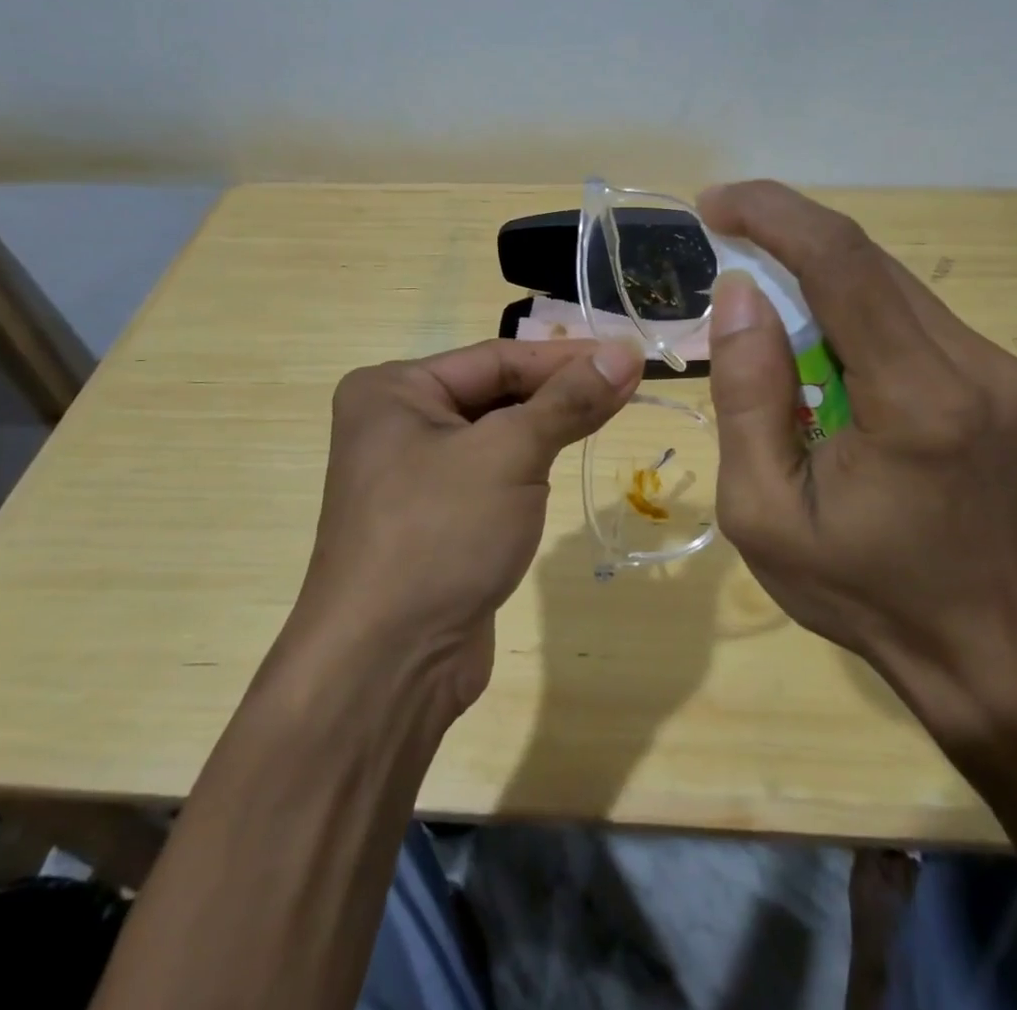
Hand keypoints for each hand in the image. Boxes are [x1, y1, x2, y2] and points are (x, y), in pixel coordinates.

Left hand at [287, 337, 643, 721]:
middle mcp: (395, 423)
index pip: (496, 358)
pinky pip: (489, 473)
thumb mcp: (510, 454)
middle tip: (627, 386)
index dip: (566, 357)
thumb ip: (569, 400)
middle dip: (558, 391)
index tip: (628, 356)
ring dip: (547, 426)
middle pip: (495, 392)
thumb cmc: (440, 534)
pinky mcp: (434, 518)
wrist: (388, 664)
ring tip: (609, 412)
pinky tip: (564, 457)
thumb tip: (626, 353)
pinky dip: (529, 464)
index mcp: (393, 390)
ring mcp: (412, 474)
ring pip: (495, 434)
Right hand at [700, 181, 1016, 738]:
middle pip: (868, 262)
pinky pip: (911, 315)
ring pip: (890, 283)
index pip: (843, 265)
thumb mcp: (764, 512)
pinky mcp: (1002, 379)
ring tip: (766, 311)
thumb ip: (747, 398)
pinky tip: (822, 351)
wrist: (987, 647)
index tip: (715, 206)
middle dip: (787, 237)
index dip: (774, 216)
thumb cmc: (862, 591)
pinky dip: (853, 309)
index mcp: (917, 402)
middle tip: (725, 243)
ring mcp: (1000, 369)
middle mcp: (974, 367)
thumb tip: (741, 295)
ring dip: (818, 277)